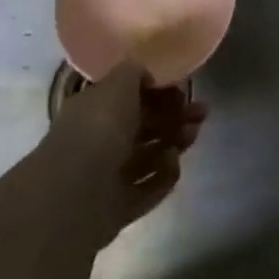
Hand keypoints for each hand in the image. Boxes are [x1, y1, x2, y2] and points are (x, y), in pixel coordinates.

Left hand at [43, 64, 206, 245]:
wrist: (76, 192)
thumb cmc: (98, 128)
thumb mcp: (118, 84)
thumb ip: (134, 73)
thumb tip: (146, 76)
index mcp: (94, 109)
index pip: (129, 96)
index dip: (158, 91)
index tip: (182, 88)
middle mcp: (100, 140)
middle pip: (144, 126)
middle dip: (175, 116)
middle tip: (201, 111)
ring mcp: (109, 175)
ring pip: (150, 155)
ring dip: (175, 141)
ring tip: (193, 133)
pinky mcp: (121, 205)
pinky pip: (149, 187)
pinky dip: (164, 174)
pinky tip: (172, 163)